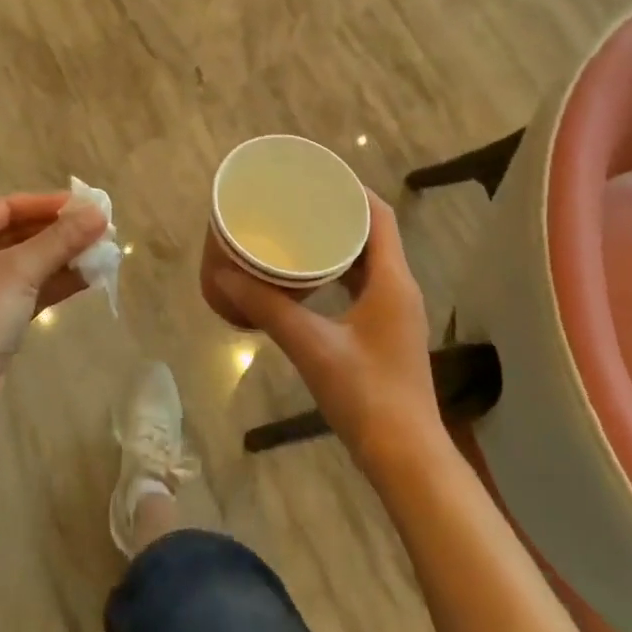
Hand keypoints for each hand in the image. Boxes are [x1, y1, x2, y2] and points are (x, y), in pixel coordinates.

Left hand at [0, 192, 107, 382]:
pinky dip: (52, 283)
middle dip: (59, 233)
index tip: (86, 206)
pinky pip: (24, 289)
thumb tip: (100, 213)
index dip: (48, 204)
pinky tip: (87, 279)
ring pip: (23, 263)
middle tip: (98, 230)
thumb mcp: (20, 271)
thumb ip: (61, 239)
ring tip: (100, 252)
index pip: (6, 207)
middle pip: (16, 234)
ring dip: (61, 258)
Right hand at [204, 191, 441, 474]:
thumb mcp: (312, 347)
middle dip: (339, 212)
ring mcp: (395, 311)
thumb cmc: (365, 395)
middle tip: (298, 201)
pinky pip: (364, 285)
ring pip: (369, 260)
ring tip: (298, 231)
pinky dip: (340, 272)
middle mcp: (399, 288)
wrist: (405, 456)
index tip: (317, 176)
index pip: (379, 216)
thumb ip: (269, 309)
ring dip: (339, 243)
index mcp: (391, 280)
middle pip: (374, 233)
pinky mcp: (386, 331)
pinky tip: (310, 280)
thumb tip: (226, 276)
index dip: (352, 189)